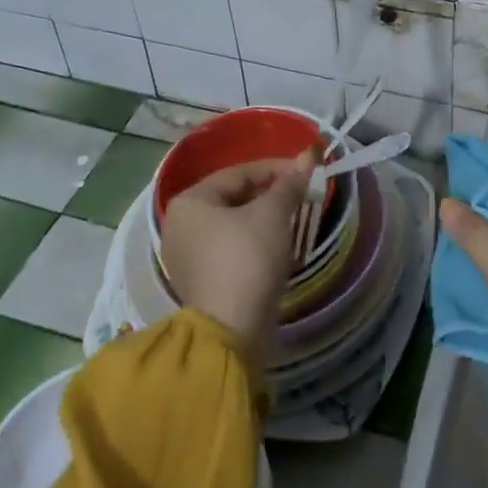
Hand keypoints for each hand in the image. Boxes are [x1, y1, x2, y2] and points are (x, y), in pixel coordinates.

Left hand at [159, 153, 312, 362]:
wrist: (231, 330)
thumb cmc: (247, 258)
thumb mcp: (273, 214)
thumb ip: (289, 184)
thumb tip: (307, 157)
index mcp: (190, 202)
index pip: (240, 173)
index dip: (277, 169)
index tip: (306, 173)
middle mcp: (180, 225)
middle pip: (234, 198)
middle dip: (270, 194)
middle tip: (302, 196)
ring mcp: (187, 257)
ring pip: (234, 224)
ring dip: (264, 218)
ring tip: (294, 219)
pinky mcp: (201, 282)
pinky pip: (230, 249)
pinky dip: (254, 242)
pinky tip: (277, 246)